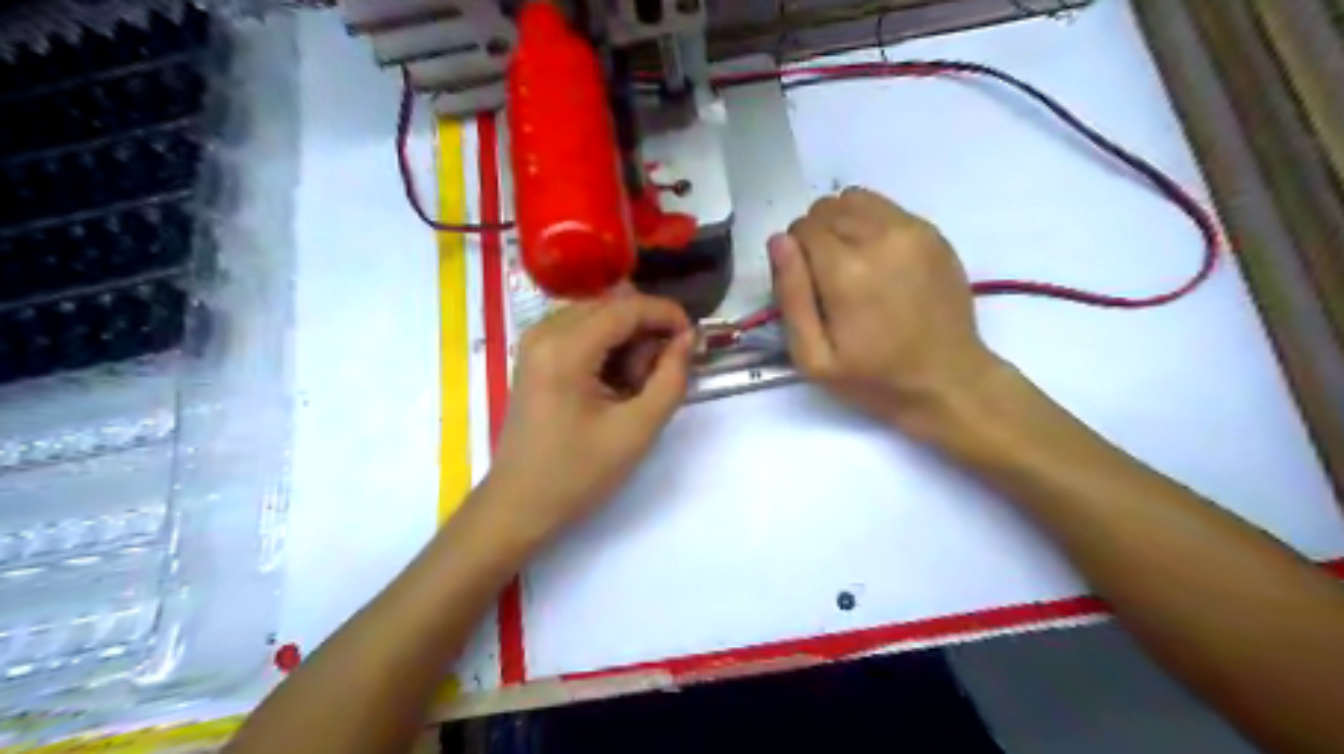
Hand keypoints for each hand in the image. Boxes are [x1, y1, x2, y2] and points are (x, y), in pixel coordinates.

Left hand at [484, 291, 690, 544]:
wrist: (519, 504)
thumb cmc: (578, 473)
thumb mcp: (637, 430)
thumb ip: (671, 378)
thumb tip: (689, 338)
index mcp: (564, 348)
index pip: (627, 307)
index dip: (668, 315)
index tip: (694, 342)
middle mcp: (544, 331)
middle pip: (613, 307)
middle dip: (644, 334)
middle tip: (654, 380)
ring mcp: (535, 341)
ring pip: (600, 318)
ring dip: (626, 344)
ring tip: (630, 391)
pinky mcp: (535, 355)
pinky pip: (582, 332)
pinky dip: (607, 351)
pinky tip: (610, 389)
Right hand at [771, 187, 1000, 428]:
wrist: (948, 380)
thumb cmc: (875, 377)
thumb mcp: (814, 357)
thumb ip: (791, 296)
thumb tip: (779, 241)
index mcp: (846, 271)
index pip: (801, 229)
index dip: (795, 256)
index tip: (808, 286)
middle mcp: (880, 238)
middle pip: (826, 208)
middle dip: (816, 236)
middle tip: (828, 278)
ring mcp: (912, 231)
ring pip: (855, 199)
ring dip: (842, 223)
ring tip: (850, 263)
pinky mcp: (932, 233)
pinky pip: (885, 207)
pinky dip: (870, 223)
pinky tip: (878, 261)